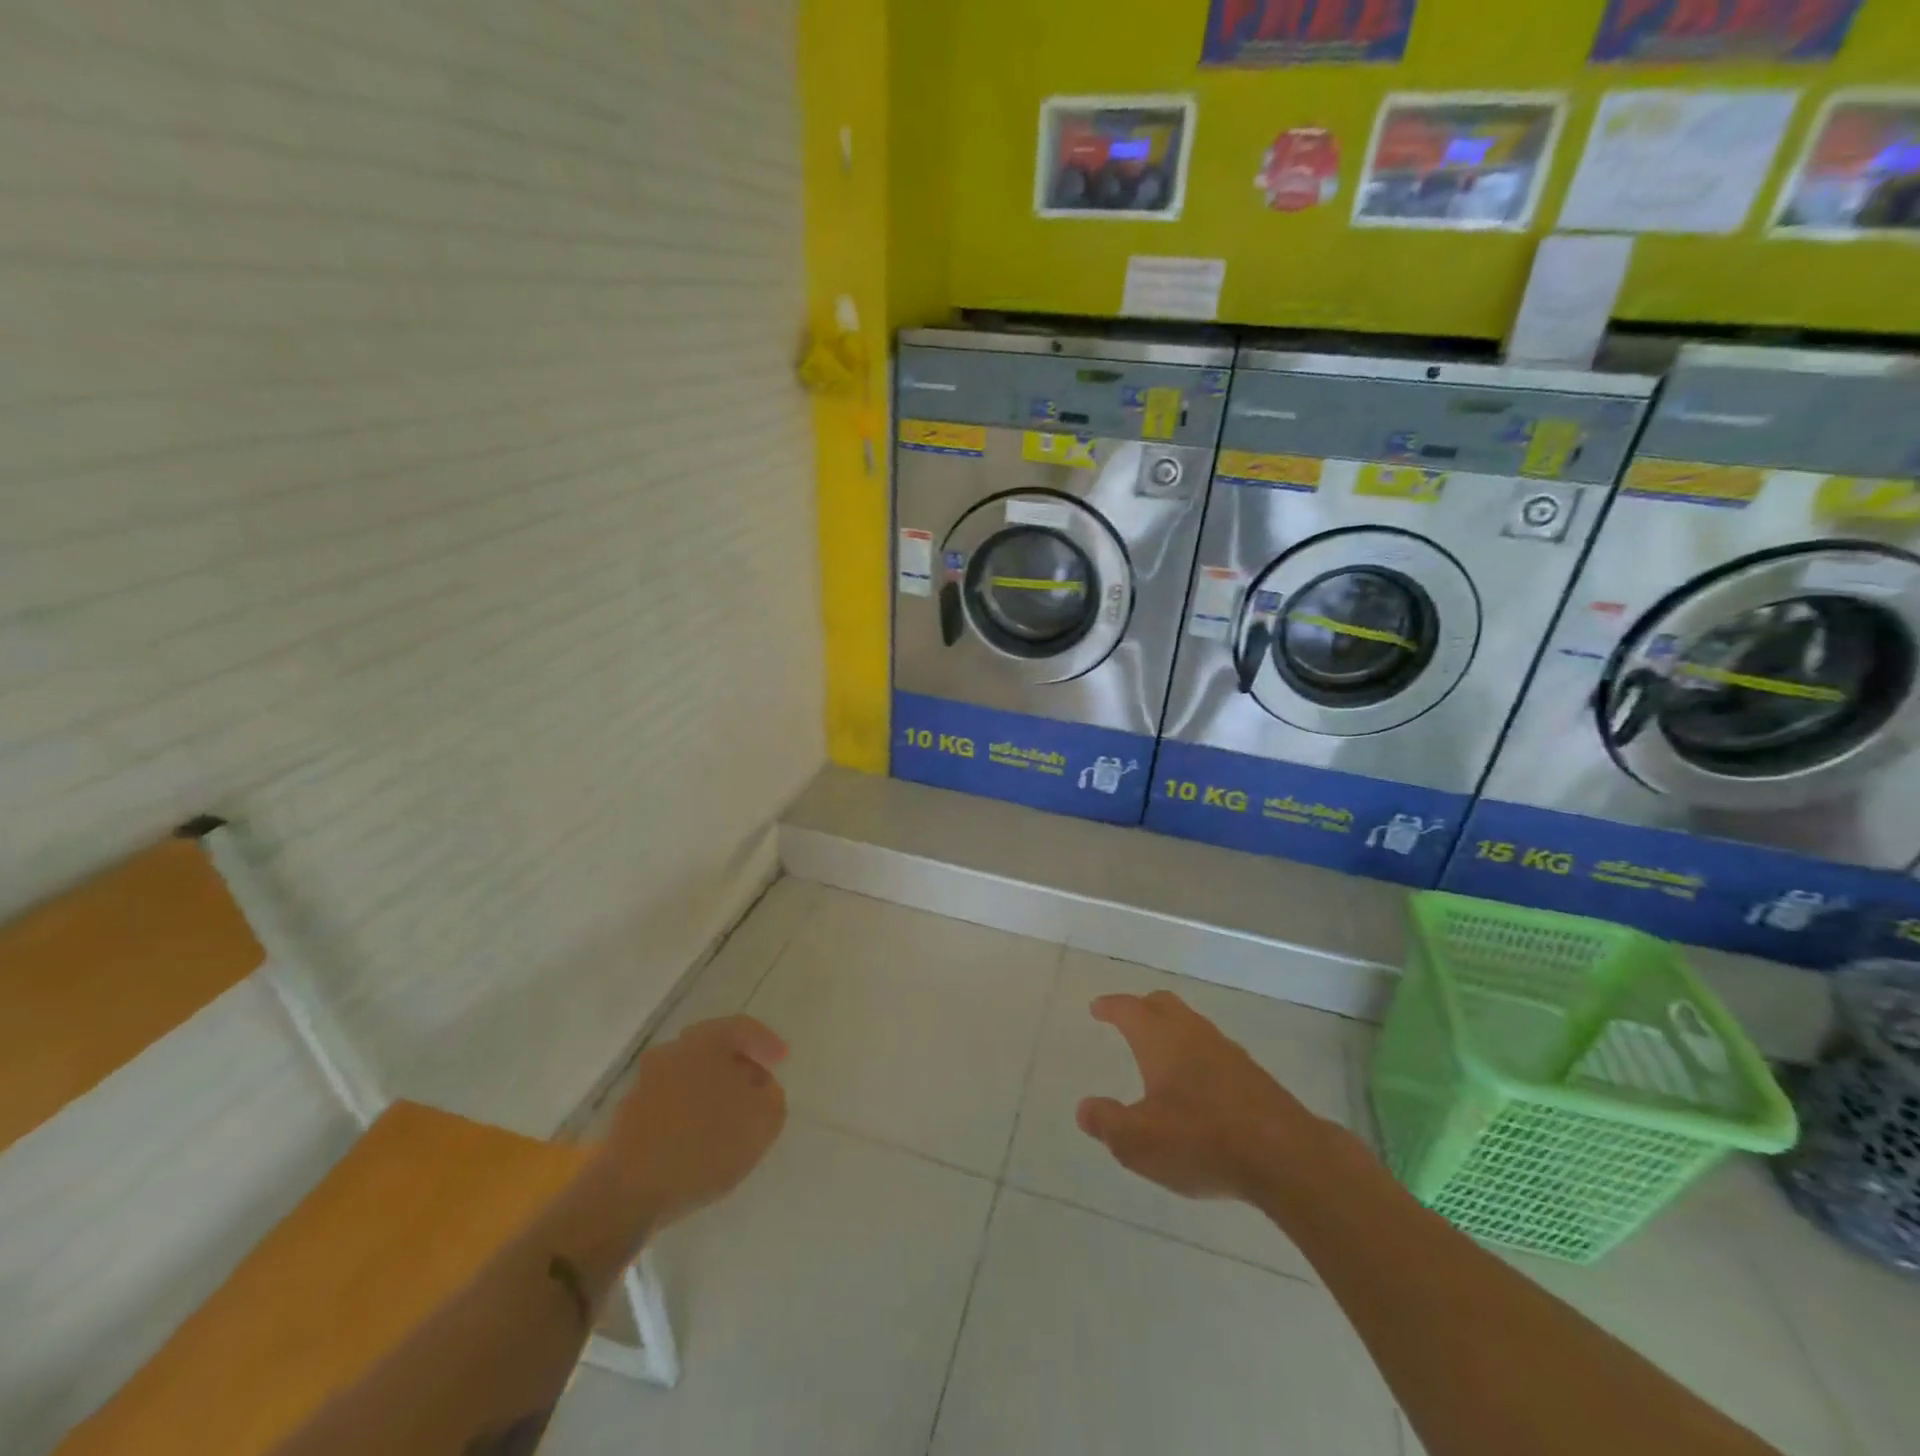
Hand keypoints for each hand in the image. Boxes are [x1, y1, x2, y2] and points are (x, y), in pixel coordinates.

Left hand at [602, 1015, 788, 1231]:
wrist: (626, 1194)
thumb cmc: (703, 1145)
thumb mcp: (763, 1120)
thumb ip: (772, 1095)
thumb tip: (760, 1087)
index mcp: (705, 1042)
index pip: (742, 1028)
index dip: (766, 1042)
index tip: (783, 1060)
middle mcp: (672, 1051)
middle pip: (713, 1049)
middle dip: (738, 1065)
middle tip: (757, 1086)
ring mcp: (644, 1083)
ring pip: (689, 1075)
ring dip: (712, 1089)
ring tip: (730, 1118)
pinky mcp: (628, 1115)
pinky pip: (671, 1101)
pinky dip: (690, 1111)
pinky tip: (700, 1137)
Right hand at [1077, 991, 1327, 1203]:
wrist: (1285, 1156)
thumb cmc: (1201, 1140)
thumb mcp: (1138, 1141)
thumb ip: (1107, 1123)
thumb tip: (1084, 1108)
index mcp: (1160, 1039)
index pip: (1129, 1009)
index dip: (1110, 1006)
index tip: (1097, 1007)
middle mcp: (1192, 1033)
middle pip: (1164, 1006)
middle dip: (1142, 1008)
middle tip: (1127, 1020)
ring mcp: (1227, 1051)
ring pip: (1191, 1026)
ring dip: (1172, 1032)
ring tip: (1160, 1054)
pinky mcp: (1252, 1075)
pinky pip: (1214, 1051)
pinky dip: (1196, 1056)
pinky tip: (1197, 1086)